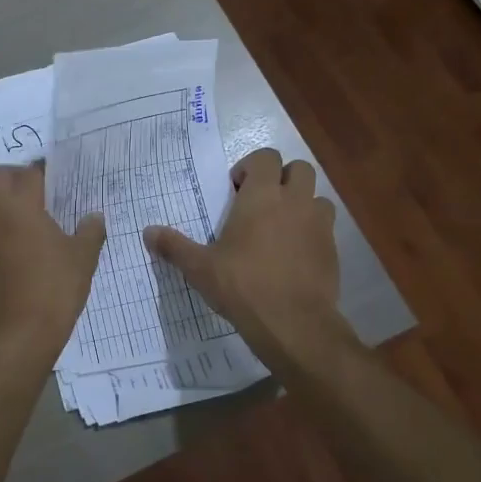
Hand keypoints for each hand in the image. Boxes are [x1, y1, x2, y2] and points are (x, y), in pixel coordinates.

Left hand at [0, 165, 105, 357]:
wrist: (17, 333)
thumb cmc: (54, 288)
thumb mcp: (82, 258)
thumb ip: (89, 231)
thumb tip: (95, 216)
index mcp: (20, 204)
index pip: (29, 173)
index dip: (43, 173)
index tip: (54, 180)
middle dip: (15, 177)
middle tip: (35, 189)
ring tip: (13, 208)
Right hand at [144, 148, 347, 362]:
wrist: (294, 324)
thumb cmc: (243, 286)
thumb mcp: (200, 268)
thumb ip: (174, 246)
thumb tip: (147, 232)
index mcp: (262, 196)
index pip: (266, 157)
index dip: (251, 167)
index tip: (236, 189)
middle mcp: (295, 202)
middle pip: (299, 169)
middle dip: (282, 178)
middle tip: (261, 203)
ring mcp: (318, 225)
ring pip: (317, 197)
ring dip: (301, 204)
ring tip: (281, 228)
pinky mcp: (333, 250)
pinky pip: (325, 228)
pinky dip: (311, 233)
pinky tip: (293, 256)